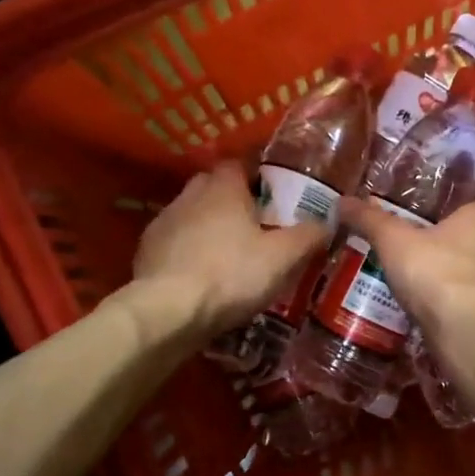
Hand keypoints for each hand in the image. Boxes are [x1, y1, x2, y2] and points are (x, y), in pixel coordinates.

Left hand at [133, 160, 328, 334]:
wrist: (168, 311)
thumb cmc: (231, 275)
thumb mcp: (282, 258)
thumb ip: (308, 236)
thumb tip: (328, 222)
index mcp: (222, 188)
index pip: (238, 164)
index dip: (256, 176)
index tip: (273, 195)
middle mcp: (189, 196)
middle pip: (213, 187)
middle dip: (232, 200)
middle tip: (255, 225)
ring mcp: (163, 223)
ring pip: (192, 215)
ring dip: (209, 227)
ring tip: (230, 254)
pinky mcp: (146, 252)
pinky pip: (175, 243)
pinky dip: (189, 252)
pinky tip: (203, 276)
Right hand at [339, 196, 474, 328]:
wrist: (465, 330)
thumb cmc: (434, 271)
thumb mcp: (393, 241)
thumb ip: (370, 220)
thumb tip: (340, 202)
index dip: (456, 207)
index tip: (432, 215)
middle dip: (454, 241)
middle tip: (422, 245)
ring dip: (458, 273)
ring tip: (425, 278)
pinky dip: (460, 300)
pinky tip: (436, 307)